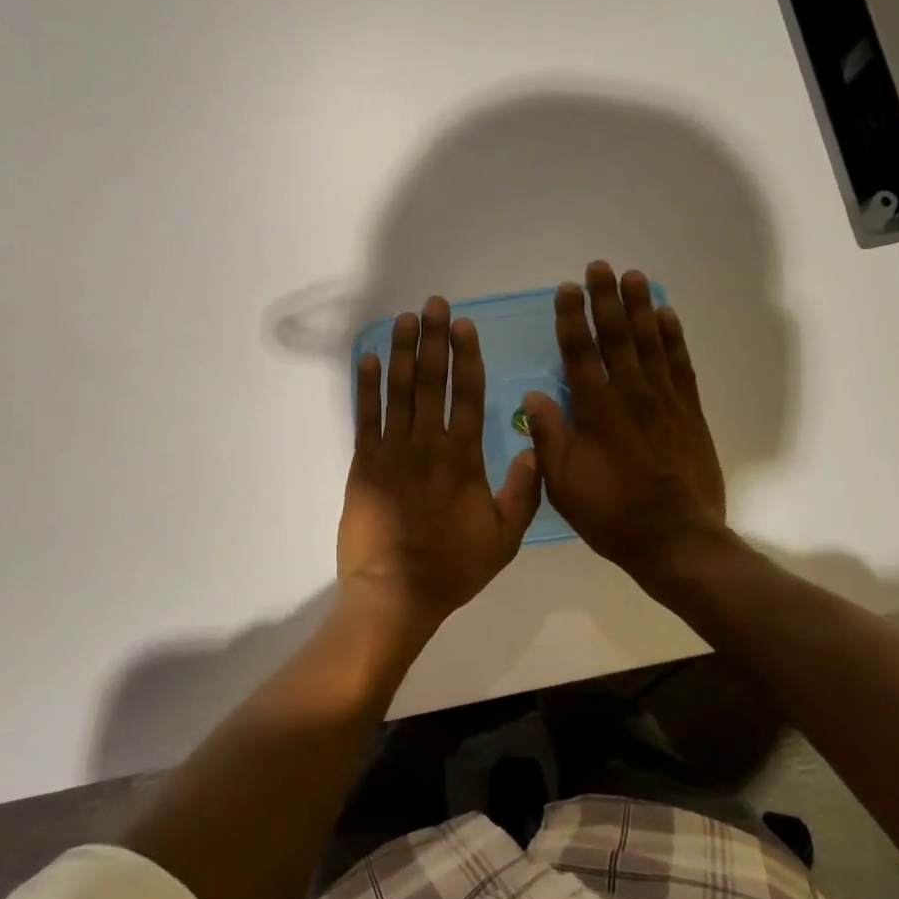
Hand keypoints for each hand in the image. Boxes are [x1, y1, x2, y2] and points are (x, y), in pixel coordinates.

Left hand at [338, 296, 543, 626]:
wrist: (394, 593)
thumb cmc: (452, 567)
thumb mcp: (504, 538)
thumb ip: (523, 492)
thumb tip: (535, 448)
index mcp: (463, 458)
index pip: (467, 394)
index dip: (466, 356)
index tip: (464, 325)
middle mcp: (427, 445)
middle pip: (432, 381)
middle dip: (434, 339)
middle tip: (434, 304)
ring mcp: (391, 452)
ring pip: (399, 391)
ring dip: (403, 352)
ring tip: (406, 319)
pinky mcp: (364, 464)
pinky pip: (365, 417)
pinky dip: (367, 386)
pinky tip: (371, 358)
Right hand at [523, 263, 728, 597]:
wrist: (677, 541)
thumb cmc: (611, 515)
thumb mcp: (563, 484)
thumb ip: (548, 437)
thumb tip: (534, 394)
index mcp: (596, 412)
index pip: (580, 353)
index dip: (572, 318)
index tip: (567, 288)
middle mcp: (630, 396)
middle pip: (617, 337)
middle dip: (606, 299)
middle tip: (600, 266)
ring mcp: (665, 402)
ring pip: (650, 343)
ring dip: (640, 307)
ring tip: (634, 277)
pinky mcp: (690, 413)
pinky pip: (681, 366)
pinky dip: (674, 338)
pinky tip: (668, 316)